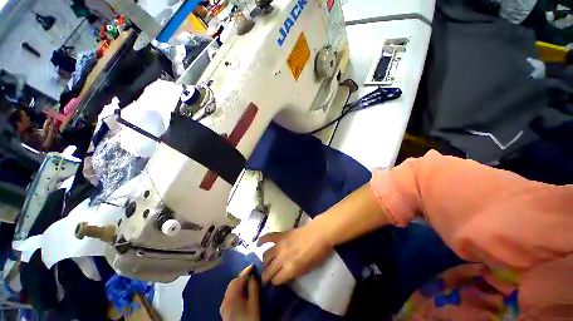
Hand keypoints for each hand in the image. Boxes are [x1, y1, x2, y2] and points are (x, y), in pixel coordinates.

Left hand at [221, 265, 259, 320]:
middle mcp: (225, 299)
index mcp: (232, 296)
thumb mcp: (254, 304)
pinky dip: (235, 291)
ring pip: (230, 289)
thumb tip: (252, 278)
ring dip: (238, 284)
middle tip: (252, 275)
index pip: (239, 278)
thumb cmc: (249, 319)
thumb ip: (253, 288)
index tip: (253, 265)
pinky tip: (241, 294)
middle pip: (233, 283)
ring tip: (248, 283)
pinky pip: (229, 295)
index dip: (246, 271)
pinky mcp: (224, 311)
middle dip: (242, 277)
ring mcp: (223, 306)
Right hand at [258, 220, 333, 284]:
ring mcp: (280, 245)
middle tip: (265, 277)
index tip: (275, 282)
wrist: (318, 234)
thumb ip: (294, 273)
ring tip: (265, 263)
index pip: (276, 280)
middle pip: (269, 270)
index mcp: (290, 269)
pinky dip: (262, 240)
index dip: (275, 282)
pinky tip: (258, 244)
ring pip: (266, 255)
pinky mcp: (280, 235)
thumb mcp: (307, 269)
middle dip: (266, 275)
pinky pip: (268, 237)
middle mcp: (282, 258)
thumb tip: (285, 274)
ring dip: (264, 261)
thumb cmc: (317, 253)